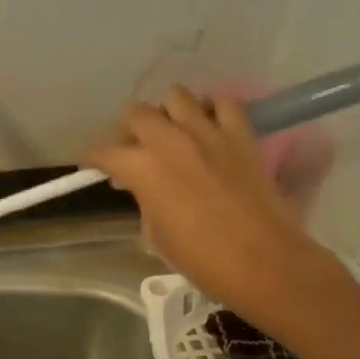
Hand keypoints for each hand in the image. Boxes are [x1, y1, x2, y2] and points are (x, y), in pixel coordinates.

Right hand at [84, 86, 341, 316]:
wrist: (265, 263)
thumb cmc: (203, 259)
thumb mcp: (156, 235)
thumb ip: (145, 200)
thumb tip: (147, 188)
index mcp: (142, 169)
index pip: (104, 152)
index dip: (94, 159)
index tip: (94, 165)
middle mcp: (170, 141)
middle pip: (136, 112)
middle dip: (130, 130)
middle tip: (137, 150)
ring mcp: (208, 133)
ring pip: (177, 95)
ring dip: (169, 112)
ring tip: (174, 132)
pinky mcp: (241, 136)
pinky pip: (225, 103)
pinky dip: (214, 110)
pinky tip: (211, 127)